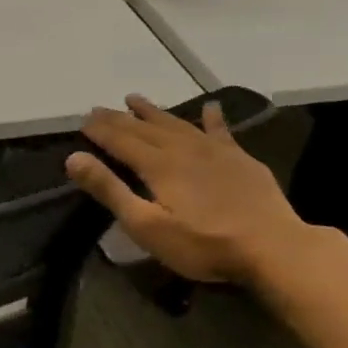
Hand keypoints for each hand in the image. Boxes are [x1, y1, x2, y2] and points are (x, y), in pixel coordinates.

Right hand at [65, 95, 314, 284]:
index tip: (82, 120)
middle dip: (119, 118)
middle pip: (144, 128)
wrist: (274, 248)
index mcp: (157, 165)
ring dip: (153, 112)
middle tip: (99, 108)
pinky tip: (210, 107)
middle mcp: (183, 149)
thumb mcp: (145, 224)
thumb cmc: (202, 243)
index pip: (120, 140)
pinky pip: (221, 131)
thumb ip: (109, 190)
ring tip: (134, 99)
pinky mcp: (241, 160)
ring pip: (177, 124)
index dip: (100, 130)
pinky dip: (212, 118)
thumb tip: (74, 157)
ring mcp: (215, 152)